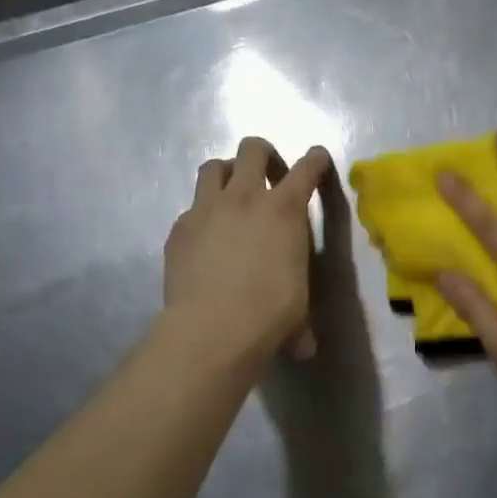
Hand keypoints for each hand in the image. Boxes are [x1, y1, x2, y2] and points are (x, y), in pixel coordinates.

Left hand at [164, 137, 332, 368]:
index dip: (316, 160)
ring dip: (227, 174)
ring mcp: (207, 209)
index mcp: (284, 209)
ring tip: (231, 195)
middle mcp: (245, 198)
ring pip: (214, 166)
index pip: (307, 168)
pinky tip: (205, 239)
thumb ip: (300, 316)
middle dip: (264, 155)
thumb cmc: (269, 313)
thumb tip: (304, 348)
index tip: (317, 159)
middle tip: (269, 177)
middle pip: (253, 149)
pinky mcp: (179, 228)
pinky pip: (191, 208)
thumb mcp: (298, 306)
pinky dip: (202, 215)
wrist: (212, 328)